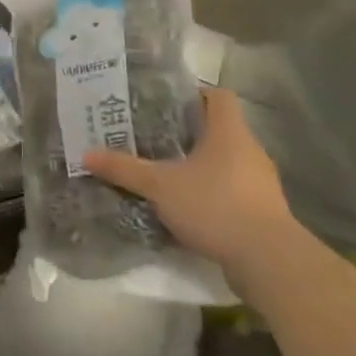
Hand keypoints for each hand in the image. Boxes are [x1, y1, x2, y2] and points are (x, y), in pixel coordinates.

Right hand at [83, 87, 295, 269]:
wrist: (269, 261)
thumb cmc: (215, 205)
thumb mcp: (160, 186)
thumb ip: (124, 169)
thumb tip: (86, 154)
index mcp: (229, 132)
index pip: (218, 96)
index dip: (194, 94)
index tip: (165, 102)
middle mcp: (249, 151)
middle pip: (219, 130)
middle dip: (188, 133)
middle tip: (153, 136)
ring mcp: (260, 184)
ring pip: (226, 163)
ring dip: (200, 166)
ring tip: (165, 172)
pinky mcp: (263, 213)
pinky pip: (232, 192)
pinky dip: (211, 194)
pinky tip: (186, 207)